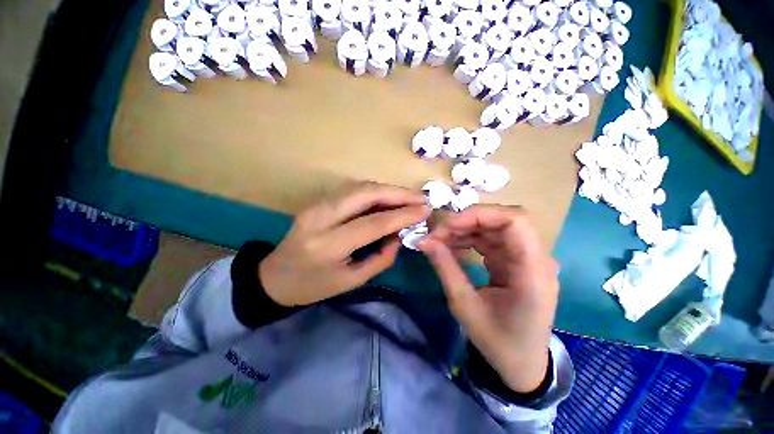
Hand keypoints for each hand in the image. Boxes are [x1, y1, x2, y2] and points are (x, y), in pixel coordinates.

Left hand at [259, 181, 429, 306]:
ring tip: (409, 198)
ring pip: (359, 187)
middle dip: (397, 193)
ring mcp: (316, 205)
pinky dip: (375, 191)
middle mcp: (320, 218)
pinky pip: (352, 190)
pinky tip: (388, 198)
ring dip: (387, 190)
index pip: (373, 223)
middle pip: (365, 194)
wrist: (275, 277)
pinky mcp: (317, 201)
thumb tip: (400, 236)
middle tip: (420, 198)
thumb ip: (380, 258)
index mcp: (328, 246)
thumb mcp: (351, 281)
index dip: (402, 215)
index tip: (425, 209)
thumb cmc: (314, 286)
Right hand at [419, 205, 558, 392]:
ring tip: (439, 240)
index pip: (514, 221)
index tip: (447, 225)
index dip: (479, 215)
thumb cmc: (498, 341)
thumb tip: (423, 241)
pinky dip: (468, 238)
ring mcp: (525, 258)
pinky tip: (451, 245)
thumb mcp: (465, 306)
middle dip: (466, 221)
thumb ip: (445, 268)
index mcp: (532, 272)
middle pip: (502, 219)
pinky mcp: (514, 261)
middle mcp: (535, 258)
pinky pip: (490, 239)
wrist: (522, 363)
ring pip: (493, 227)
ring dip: (465, 228)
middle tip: (437, 233)